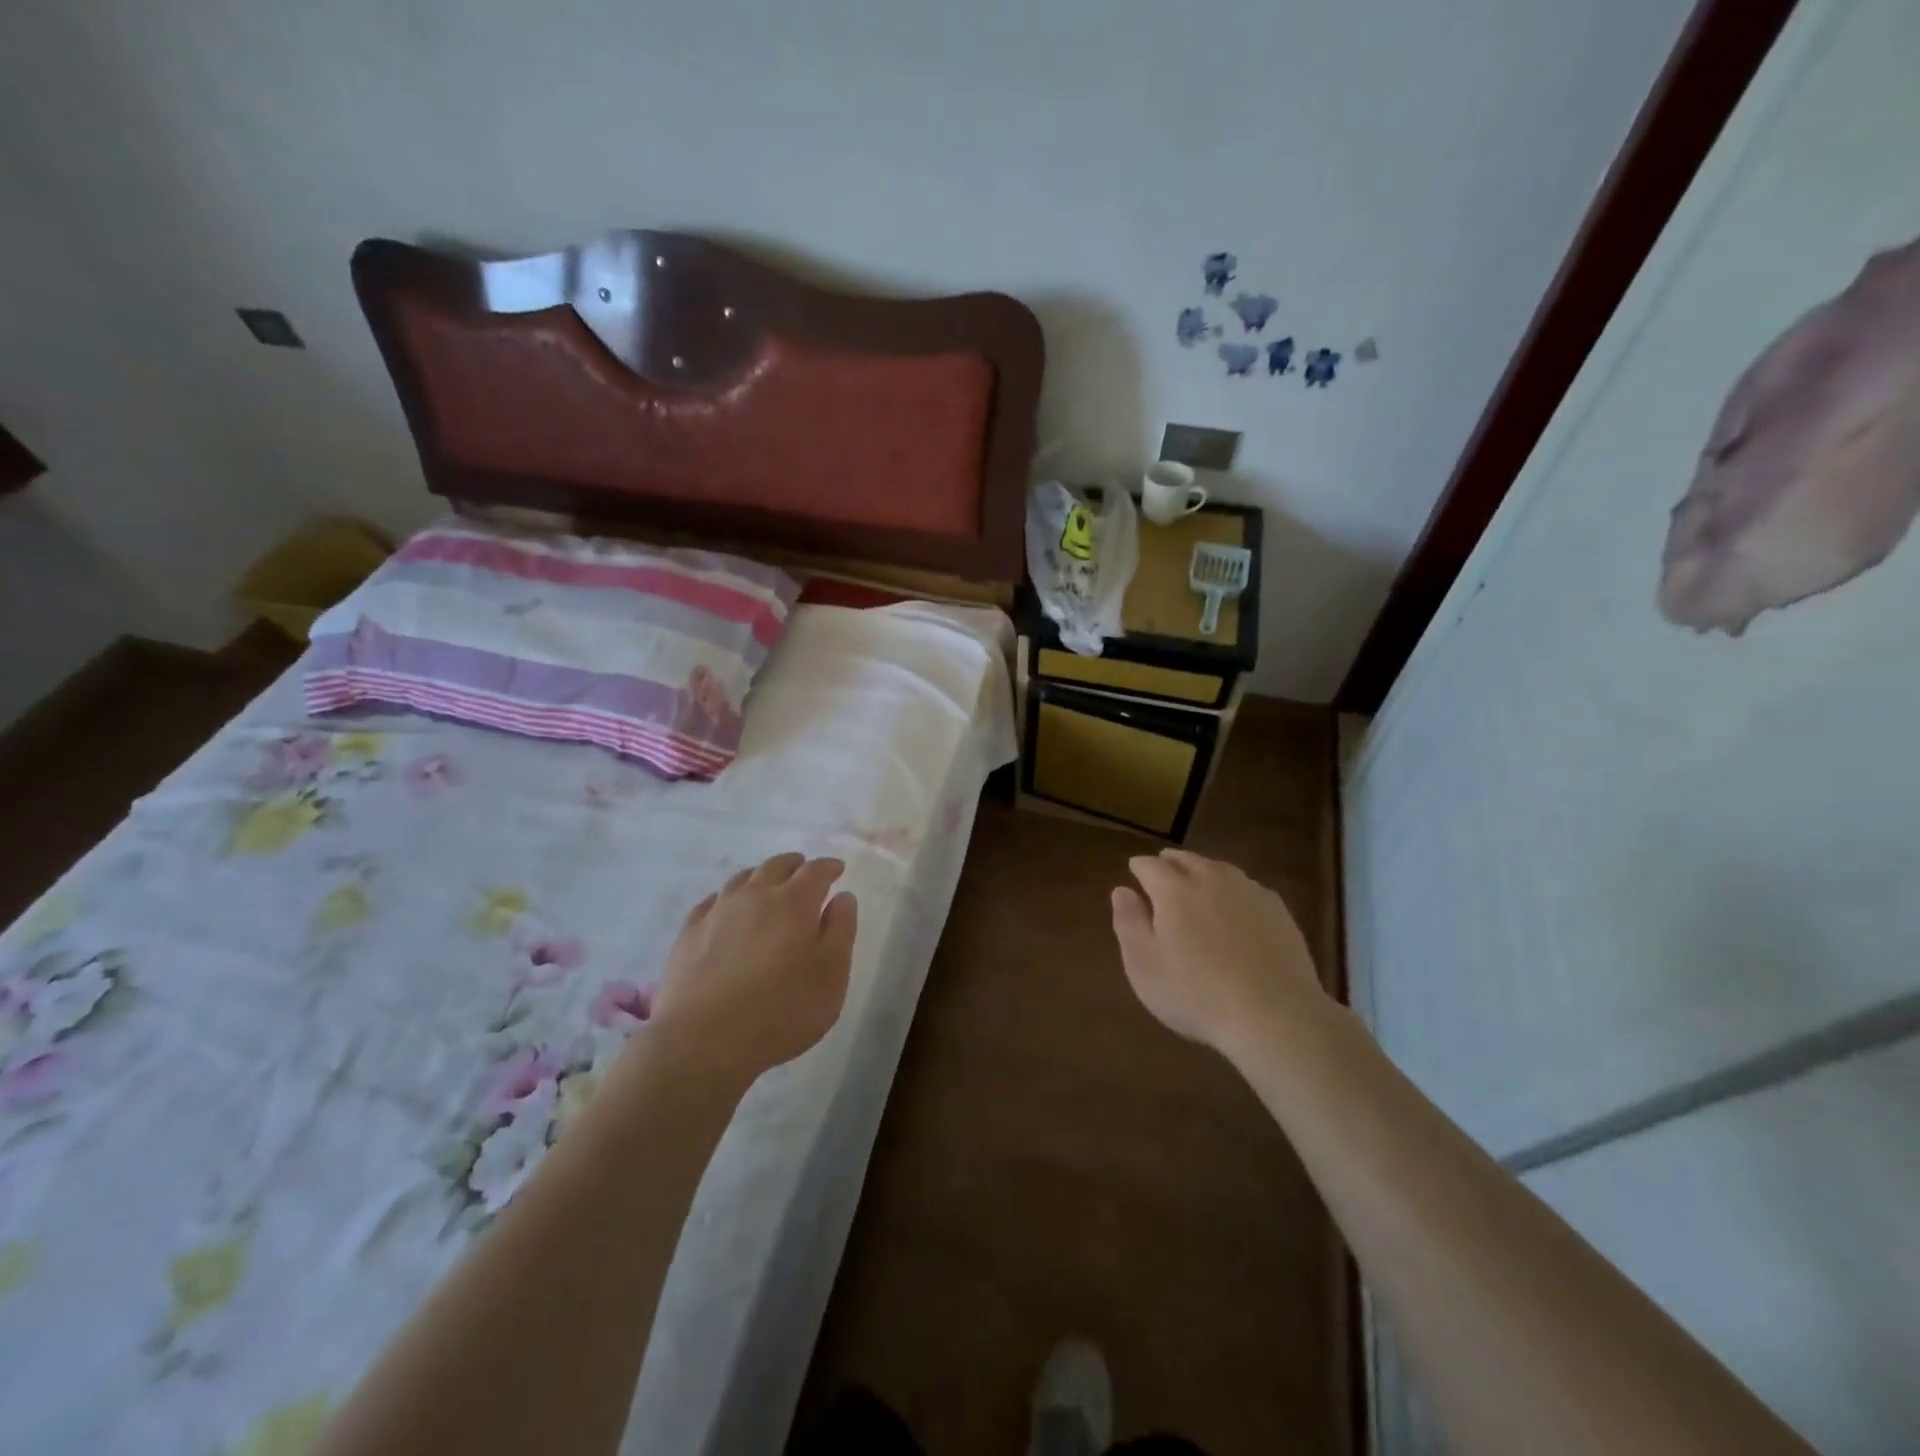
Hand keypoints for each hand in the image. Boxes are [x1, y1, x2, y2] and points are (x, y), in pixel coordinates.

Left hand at [650, 853, 857, 1086]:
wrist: (702, 1042)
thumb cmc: (781, 1011)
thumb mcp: (831, 976)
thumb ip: (841, 931)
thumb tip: (843, 897)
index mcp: (794, 902)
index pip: (815, 871)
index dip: (829, 867)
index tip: (837, 870)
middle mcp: (755, 896)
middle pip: (776, 866)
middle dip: (795, 866)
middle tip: (804, 873)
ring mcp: (717, 912)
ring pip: (742, 878)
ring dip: (761, 877)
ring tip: (768, 888)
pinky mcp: (688, 933)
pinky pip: (713, 901)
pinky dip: (728, 898)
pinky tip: (728, 911)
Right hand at [1111, 850, 1325, 1065]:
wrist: (1274, 1015)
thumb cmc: (1196, 994)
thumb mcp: (1144, 966)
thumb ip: (1129, 923)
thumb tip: (1121, 890)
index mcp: (1173, 890)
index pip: (1149, 866)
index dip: (1138, 867)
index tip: (1133, 870)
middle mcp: (1210, 880)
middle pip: (1186, 860)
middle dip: (1170, 862)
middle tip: (1163, 867)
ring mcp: (1248, 892)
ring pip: (1219, 868)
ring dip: (1203, 869)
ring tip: (1197, 878)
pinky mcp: (1277, 910)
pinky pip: (1247, 886)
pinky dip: (1233, 887)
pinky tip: (1235, 903)